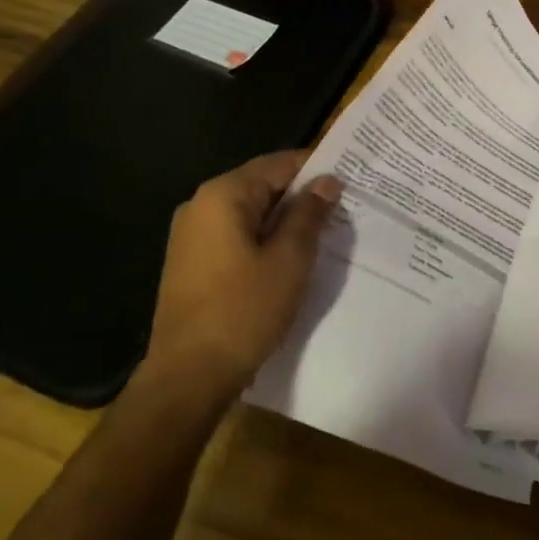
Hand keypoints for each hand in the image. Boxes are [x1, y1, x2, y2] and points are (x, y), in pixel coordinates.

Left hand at [140, 151, 341, 390]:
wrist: (188, 376)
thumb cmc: (243, 311)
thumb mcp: (289, 259)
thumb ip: (309, 214)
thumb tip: (327, 181)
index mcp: (222, 195)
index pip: (277, 163)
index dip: (315, 169)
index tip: (349, 180)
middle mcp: (201, 205)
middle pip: (262, 185)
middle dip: (302, 196)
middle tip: (343, 209)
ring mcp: (192, 235)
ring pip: (250, 213)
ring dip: (285, 220)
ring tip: (324, 233)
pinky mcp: (192, 262)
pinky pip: (236, 235)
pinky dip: (265, 239)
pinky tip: (291, 258)